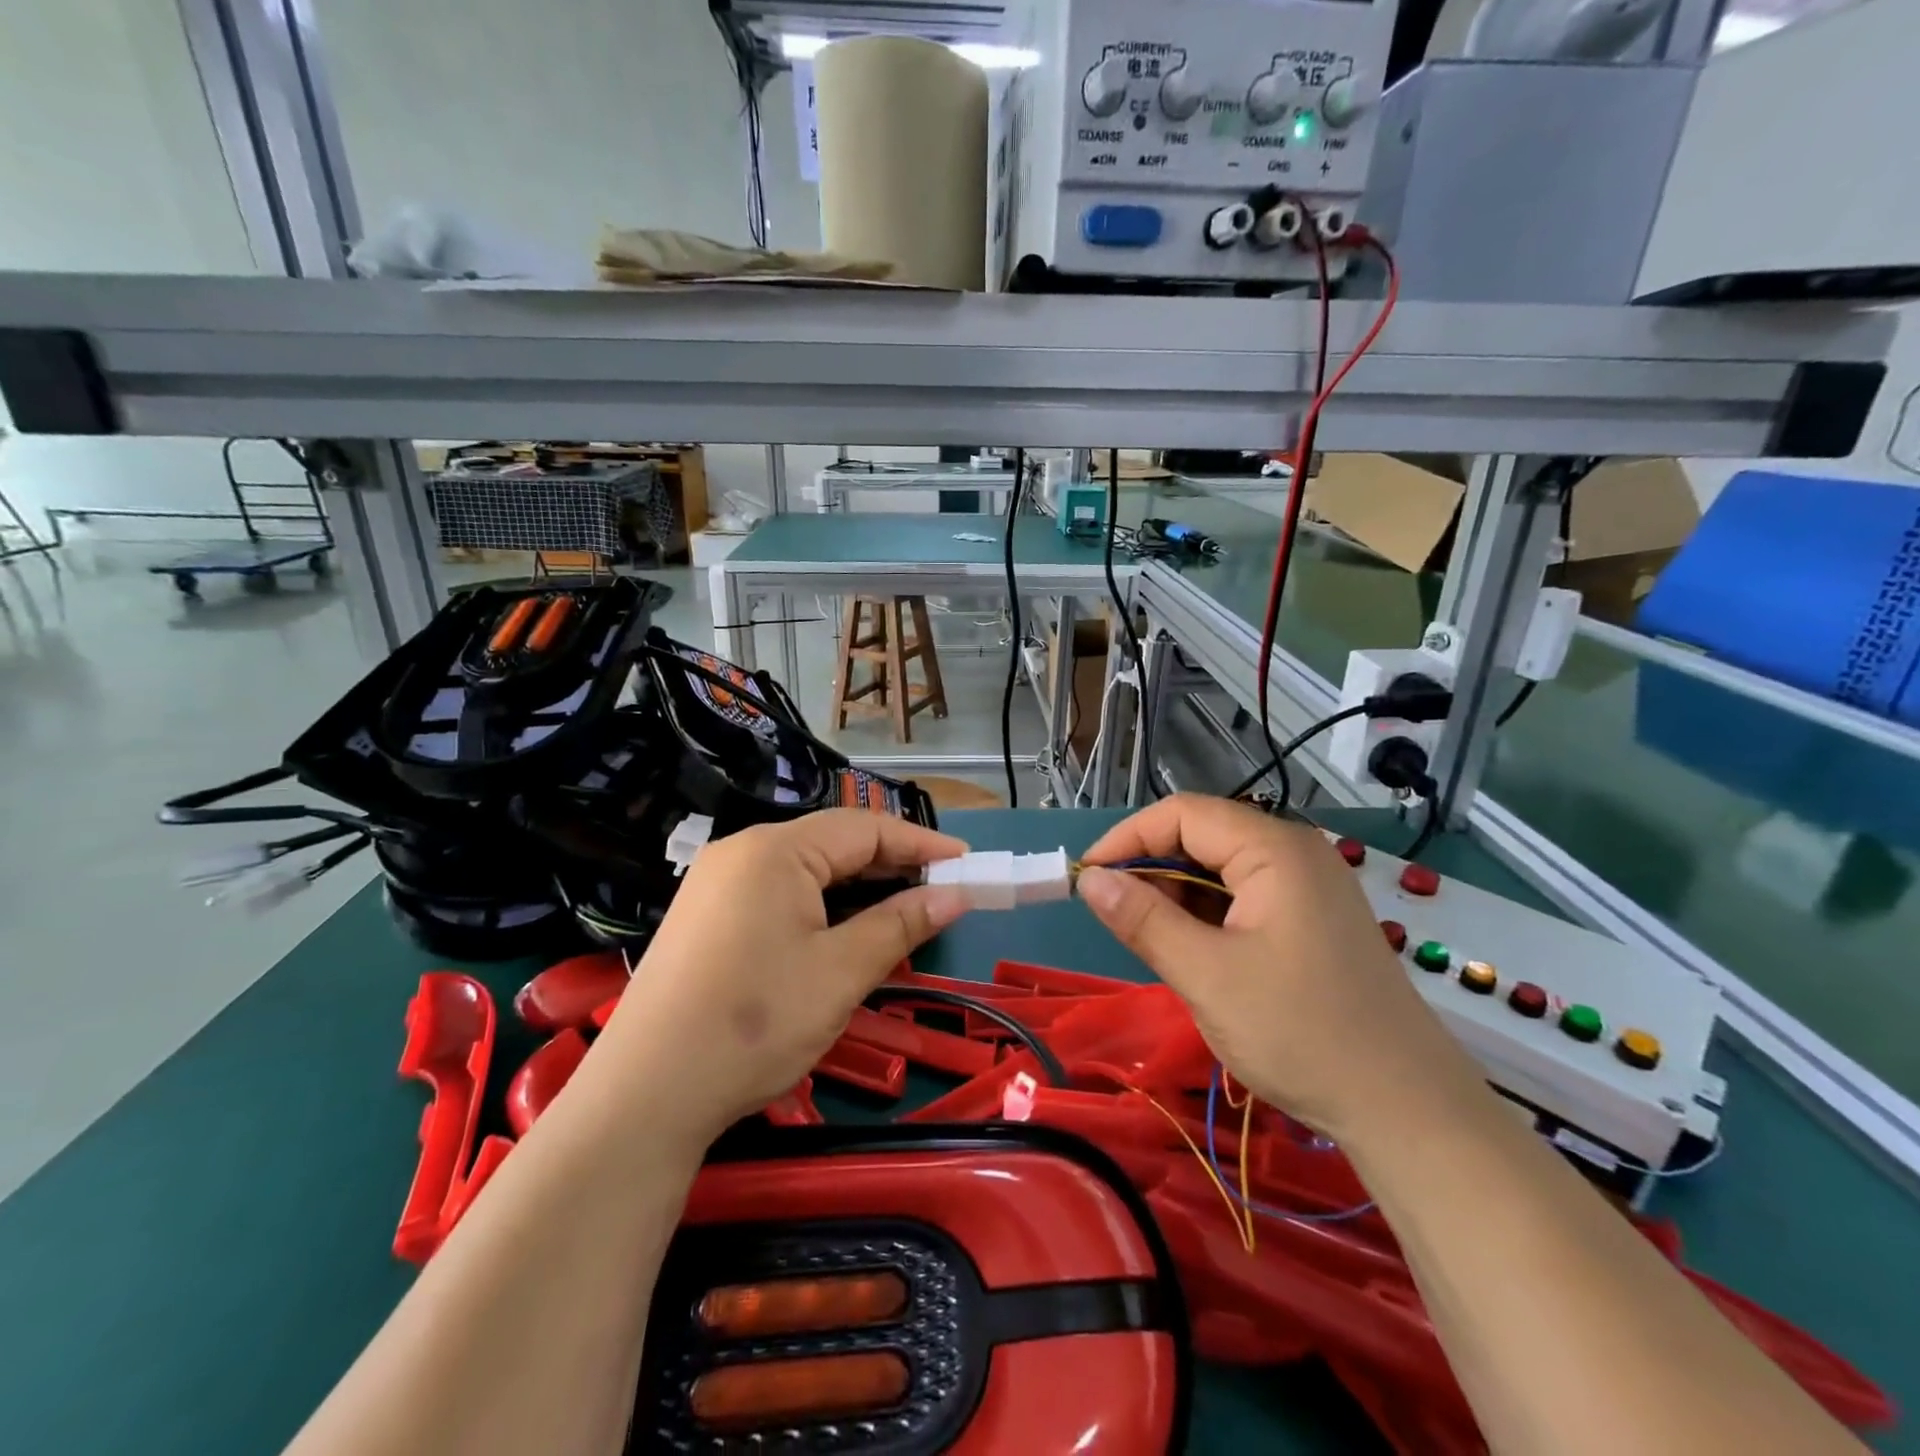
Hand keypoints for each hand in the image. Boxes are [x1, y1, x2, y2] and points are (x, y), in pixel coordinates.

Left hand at [594, 810, 972, 1147]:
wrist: (643, 1097)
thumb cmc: (754, 1024)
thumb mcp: (840, 973)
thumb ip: (900, 923)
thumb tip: (954, 894)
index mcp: (775, 850)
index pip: (864, 828)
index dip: (922, 843)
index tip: (968, 863)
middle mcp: (743, 852)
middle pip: (833, 844)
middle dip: (891, 866)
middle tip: (942, 892)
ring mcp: (717, 884)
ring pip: (806, 871)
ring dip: (858, 889)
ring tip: (902, 914)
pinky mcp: (706, 917)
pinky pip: (779, 894)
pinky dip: (822, 907)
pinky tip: (844, 934)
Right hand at [1075, 794, 1483, 1146]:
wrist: (1408, 1111)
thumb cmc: (1302, 1034)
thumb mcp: (1207, 975)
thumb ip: (1143, 920)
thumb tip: (1089, 879)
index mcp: (1274, 850)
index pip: (1183, 814)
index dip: (1127, 838)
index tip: (1086, 877)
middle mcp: (1294, 854)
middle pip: (1203, 836)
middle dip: (1150, 868)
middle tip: (1112, 913)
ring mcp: (1309, 888)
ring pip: (1221, 870)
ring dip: (1176, 894)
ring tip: (1148, 937)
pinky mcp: (1312, 921)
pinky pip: (1244, 898)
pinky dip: (1207, 915)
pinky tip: (1191, 950)